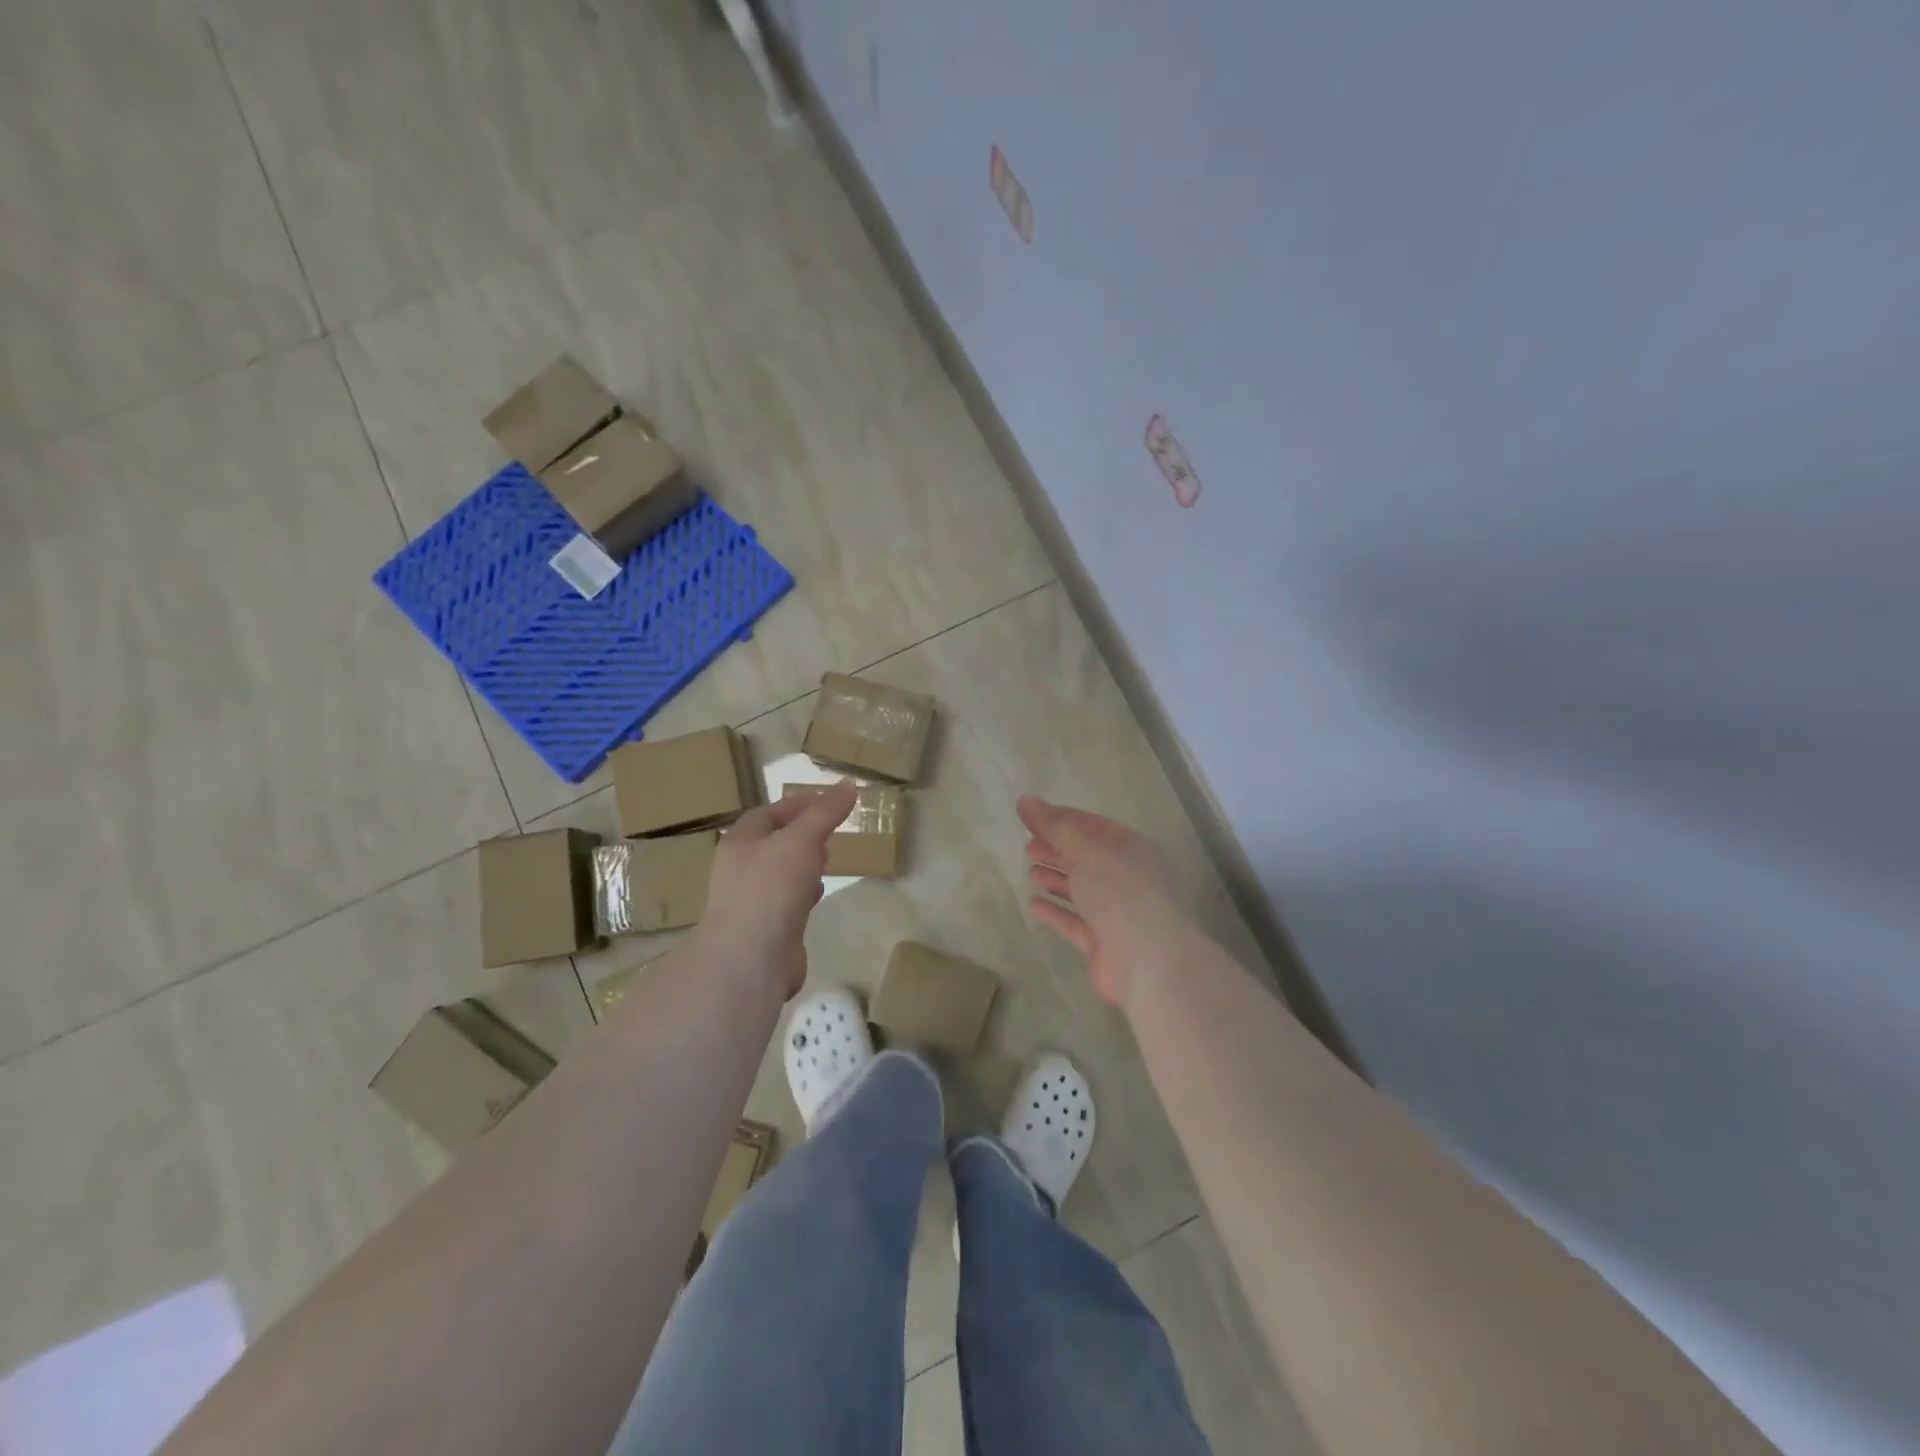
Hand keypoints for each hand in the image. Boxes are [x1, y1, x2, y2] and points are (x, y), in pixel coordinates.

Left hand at [695, 781, 855, 998]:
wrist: (750, 959)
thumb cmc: (770, 889)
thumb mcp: (801, 841)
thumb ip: (825, 813)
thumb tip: (849, 785)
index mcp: (740, 843)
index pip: (767, 814)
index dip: (796, 805)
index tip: (827, 801)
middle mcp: (740, 870)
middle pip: (773, 843)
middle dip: (802, 835)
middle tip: (830, 831)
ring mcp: (752, 902)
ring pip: (781, 874)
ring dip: (803, 865)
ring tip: (828, 860)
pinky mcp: (767, 930)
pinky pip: (787, 903)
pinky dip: (804, 894)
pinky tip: (818, 895)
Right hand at [1018, 795, 1191, 1008]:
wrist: (1147, 960)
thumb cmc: (1121, 893)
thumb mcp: (1088, 851)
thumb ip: (1055, 827)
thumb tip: (1025, 800)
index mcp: (1132, 849)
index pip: (1093, 826)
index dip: (1063, 819)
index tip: (1032, 816)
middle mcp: (1127, 878)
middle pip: (1087, 858)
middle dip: (1058, 850)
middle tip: (1028, 846)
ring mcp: (1116, 912)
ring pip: (1082, 889)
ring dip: (1057, 879)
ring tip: (1030, 871)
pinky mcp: (1103, 942)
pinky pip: (1075, 922)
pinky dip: (1056, 911)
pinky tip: (1034, 905)